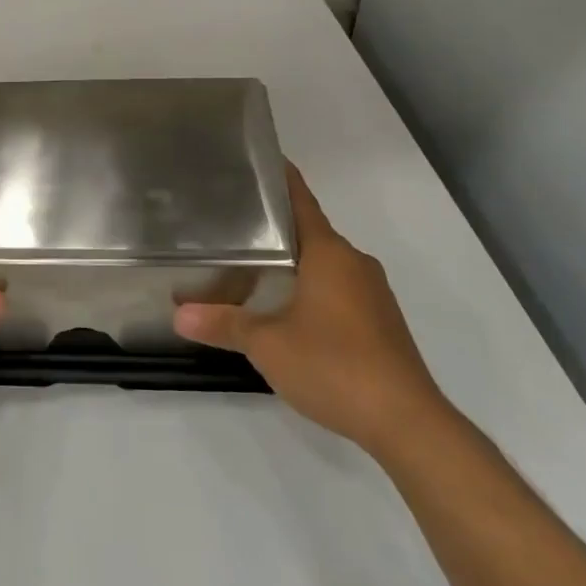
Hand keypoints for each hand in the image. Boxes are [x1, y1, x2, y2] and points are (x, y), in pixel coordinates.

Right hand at [174, 163, 449, 459]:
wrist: (407, 422)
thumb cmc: (334, 365)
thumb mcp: (267, 345)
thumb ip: (223, 324)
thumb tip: (178, 314)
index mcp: (329, 253)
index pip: (301, 202)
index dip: (280, 179)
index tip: (256, 162)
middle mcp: (354, 263)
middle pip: (310, 232)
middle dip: (275, 226)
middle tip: (233, 222)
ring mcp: (372, 294)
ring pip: (325, 264)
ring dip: (294, 262)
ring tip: (251, 265)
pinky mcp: (381, 322)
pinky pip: (339, 289)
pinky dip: (311, 288)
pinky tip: (287, 309)